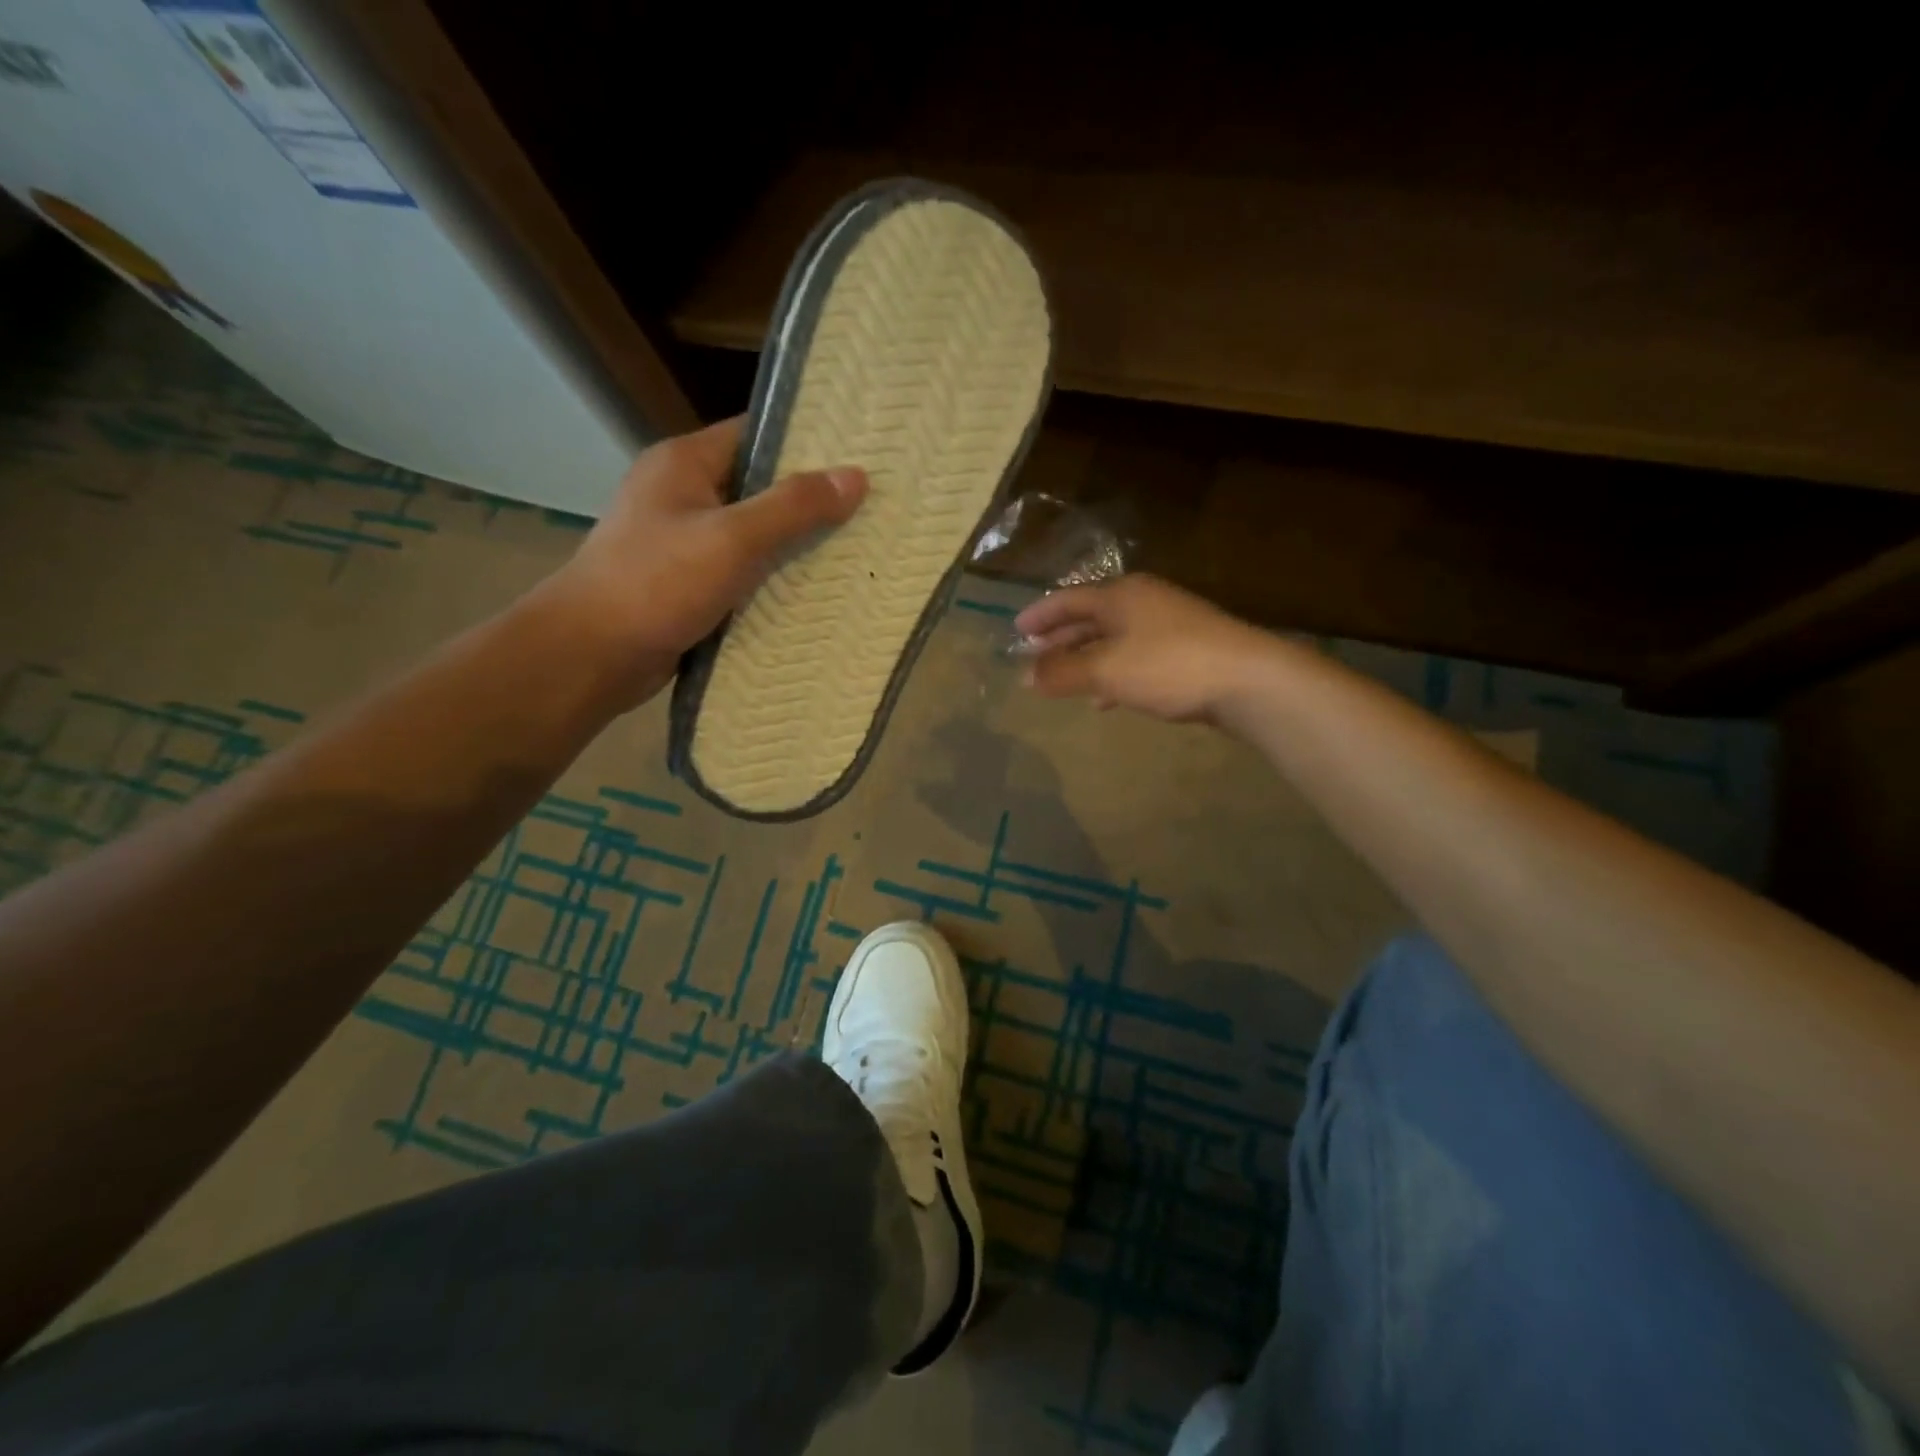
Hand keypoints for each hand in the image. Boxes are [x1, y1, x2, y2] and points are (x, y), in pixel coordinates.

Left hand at [541, 417, 866, 709]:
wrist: (592, 655)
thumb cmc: (658, 583)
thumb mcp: (733, 538)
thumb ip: (793, 507)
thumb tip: (856, 476)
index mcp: (684, 462)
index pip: (756, 434)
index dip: (807, 443)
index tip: (859, 458)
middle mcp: (682, 494)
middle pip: (757, 486)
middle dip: (808, 501)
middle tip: (867, 511)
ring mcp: (681, 541)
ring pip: (751, 534)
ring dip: (792, 545)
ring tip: (853, 551)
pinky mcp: (685, 583)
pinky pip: (740, 572)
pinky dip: (771, 580)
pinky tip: (812, 592)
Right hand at [1015, 573, 1272, 723]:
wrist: (1249, 680)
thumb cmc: (1169, 666)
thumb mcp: (1106, 670)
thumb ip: (1063, 672)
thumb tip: (1024, 676)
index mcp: (1121, 595)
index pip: (1068, 599)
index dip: (1040, 615)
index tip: (1016, 630)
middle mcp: (1143, 602)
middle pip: (1090, 618)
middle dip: (1060, 640)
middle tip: (1034, 658)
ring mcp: (1168, 625)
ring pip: (1113, 640)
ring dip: (1085, 660)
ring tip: (1062, 681)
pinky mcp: (1186, 651)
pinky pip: (1135, 658)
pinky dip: (1113, 674)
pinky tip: (1106, 698)